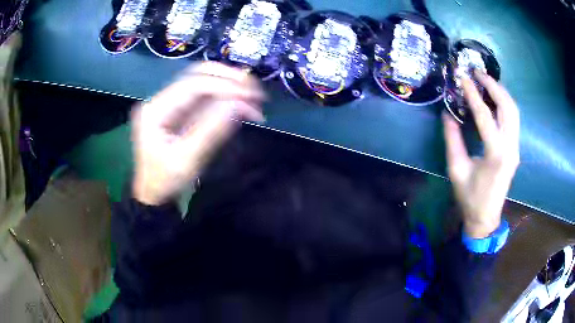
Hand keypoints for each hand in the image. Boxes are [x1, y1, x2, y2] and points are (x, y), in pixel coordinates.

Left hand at [132, 62, 264, 204]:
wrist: (155, 195)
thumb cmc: (166, 181)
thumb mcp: (187, 160)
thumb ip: (212, 130)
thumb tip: (239, 104)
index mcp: (156, 109)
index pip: (192, 85)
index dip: (224, 86)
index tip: (251, 96)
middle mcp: (162, 99)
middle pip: (198, 75)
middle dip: (228, 79)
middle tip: (255, 91)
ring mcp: (172, 104)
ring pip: (205, 82)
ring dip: (230, 87)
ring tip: (254, 99)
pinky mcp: (182, 111)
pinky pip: (206, 98)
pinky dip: (226, 99)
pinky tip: (242, 106)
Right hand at [443, 71, 519, 237]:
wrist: (486, 217)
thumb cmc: (470, 197)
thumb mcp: (456, 169)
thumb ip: (452, 139)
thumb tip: (448, 114)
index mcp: (495, 154)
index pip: (485, 115)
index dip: (473, 94)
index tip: (463, 77)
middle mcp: (510, 147)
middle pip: (507, 107)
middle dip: (493, 86)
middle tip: (478, 72)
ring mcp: (515, 148)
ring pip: (514, 111)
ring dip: (501, 92)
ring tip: (487, 81)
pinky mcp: (515, 149)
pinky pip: (514, 119)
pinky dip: (505, 104)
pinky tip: (495, 98)